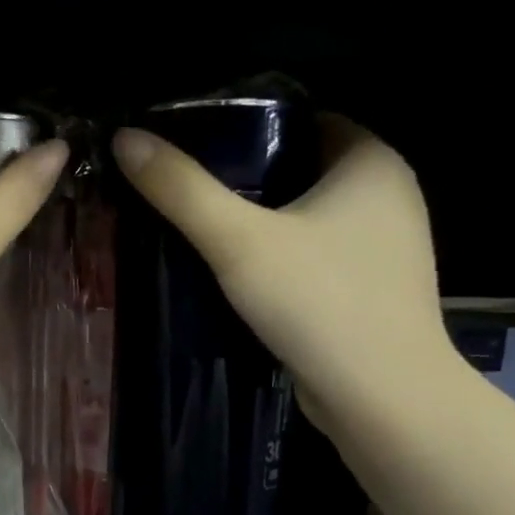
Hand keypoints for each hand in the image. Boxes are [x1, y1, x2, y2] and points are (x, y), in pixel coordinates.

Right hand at [112, 114, 451, 432]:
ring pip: (307, 215)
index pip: (302, 118)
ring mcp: (384, 246)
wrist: (380, 396)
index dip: (246, 126)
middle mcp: (389, 194)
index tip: (192, 146)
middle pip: (300, 167)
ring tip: (199, 229)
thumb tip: (125, 139)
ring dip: (260, 221)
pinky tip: (237, 273)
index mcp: (371, 161)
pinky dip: (279, 256)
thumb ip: (181, 190)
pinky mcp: (370, 289)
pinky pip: (315, 254)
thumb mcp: (237, 241)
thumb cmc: (318, 301)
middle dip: (245, 178)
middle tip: (184, 190)